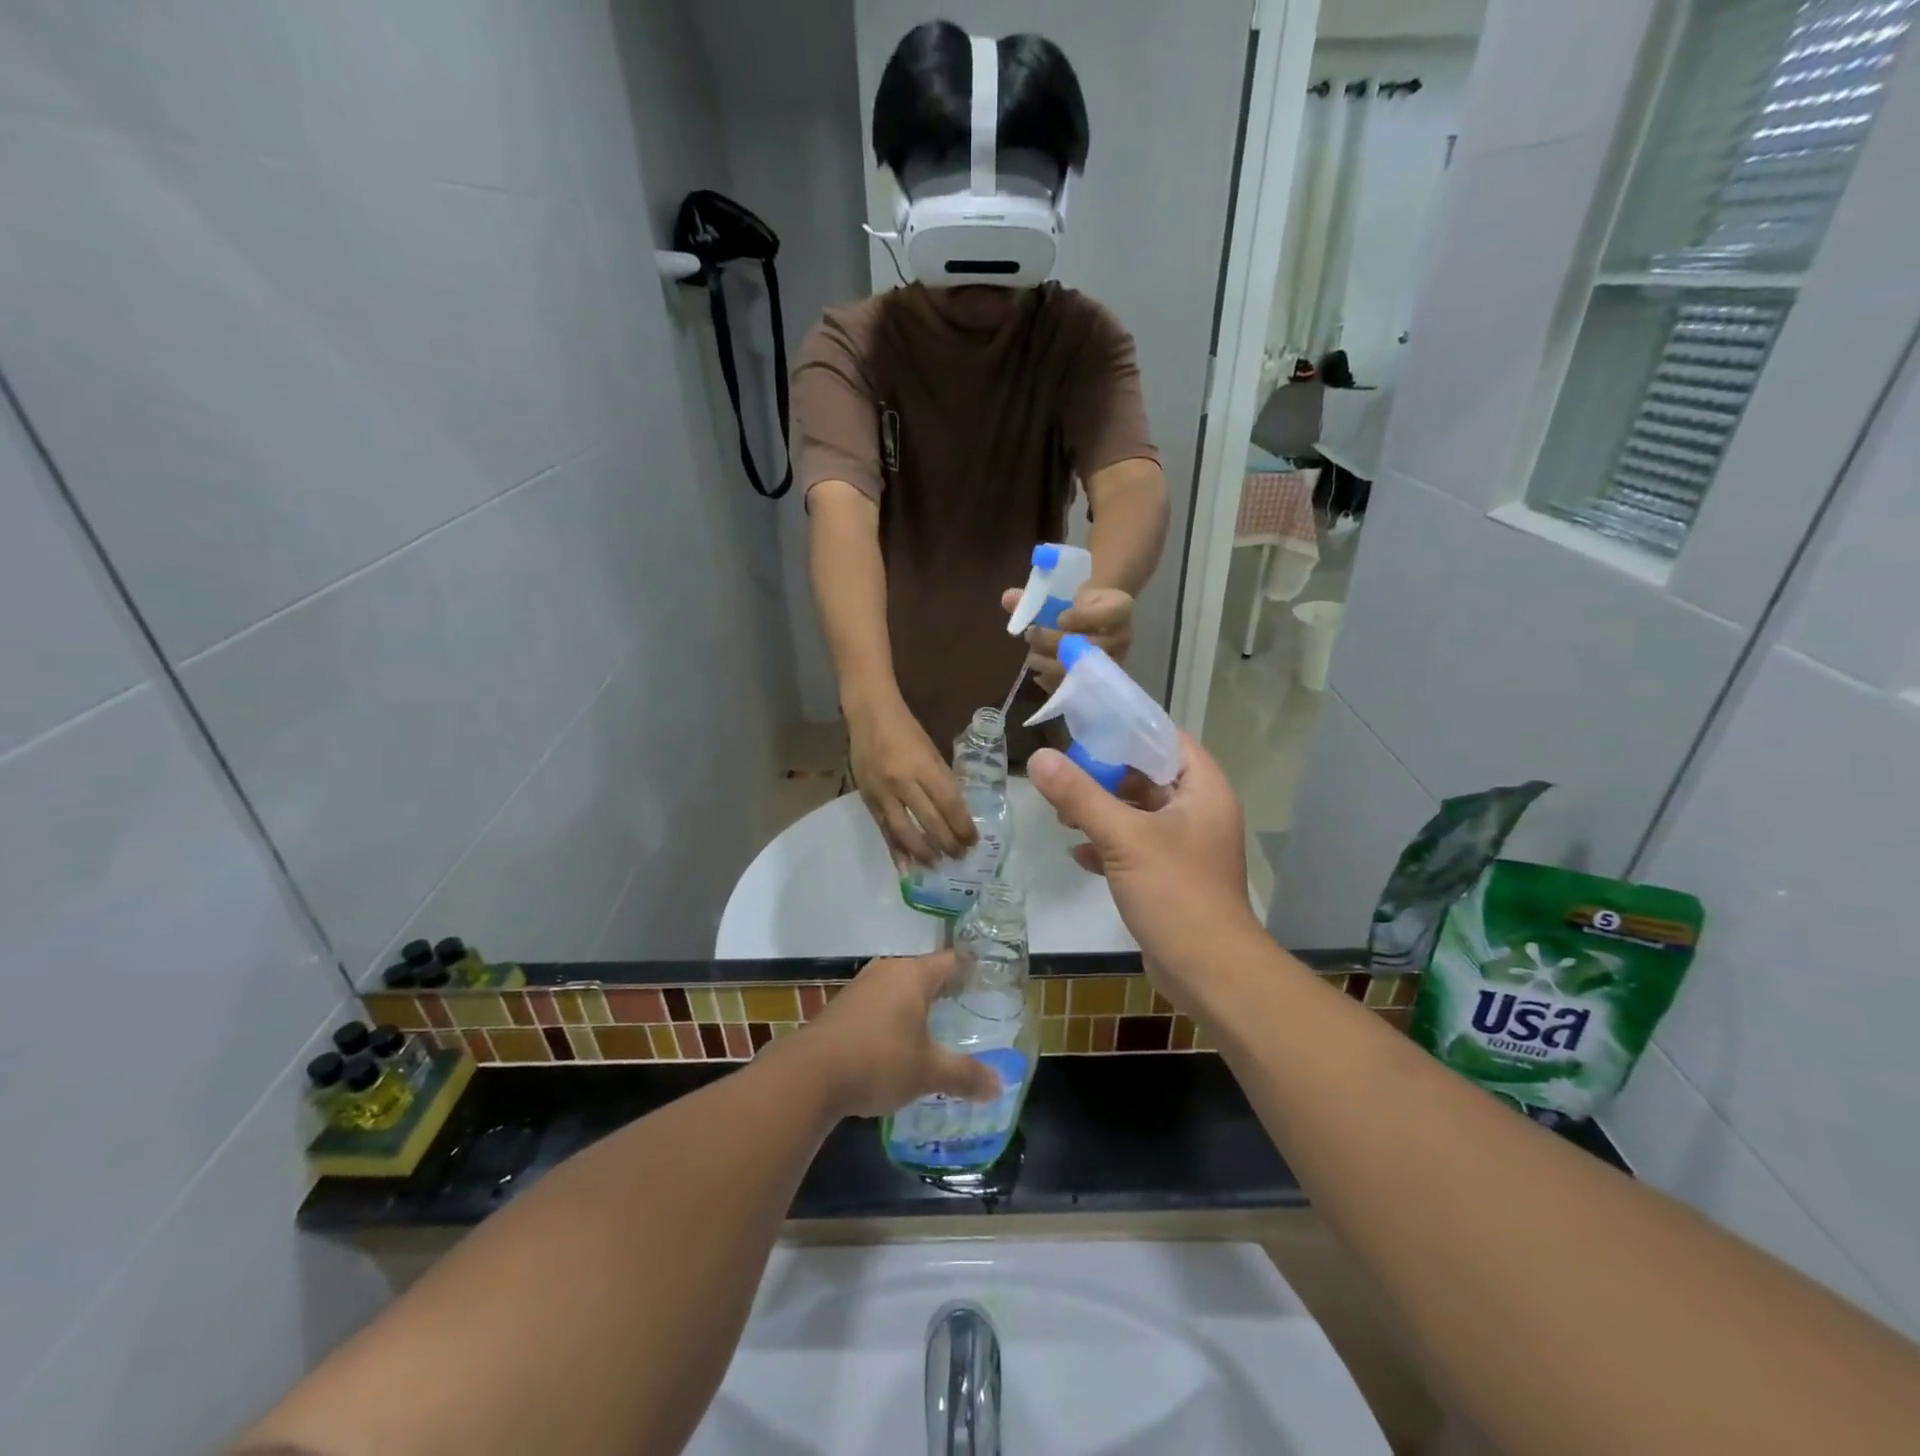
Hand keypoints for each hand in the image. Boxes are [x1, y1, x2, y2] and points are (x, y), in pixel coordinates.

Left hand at [788, 953, 1001, 1116]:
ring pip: (899, 990)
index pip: (952, 962)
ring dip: (915, 1008)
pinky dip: (892, 1020)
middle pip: (925, 974)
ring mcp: (860, 987)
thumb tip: (998, 1086)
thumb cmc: (878, 1061)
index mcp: (913, 974)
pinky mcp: (842, 1008)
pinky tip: (897, 1046)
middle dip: (945, 993)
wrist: (809, 1075)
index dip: (973, 973)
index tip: (990, 987)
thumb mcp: (928, 1072)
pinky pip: (878, 1006)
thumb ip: (964, 1075)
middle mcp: (887, 971)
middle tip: (969, 1014)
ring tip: (936, 1032)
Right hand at [848, 696, 975, 865]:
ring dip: (923, 852)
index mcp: (924, 766)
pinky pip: (885, 831)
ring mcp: (883, 793)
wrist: (869, 715)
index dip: (962, 826)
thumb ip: (941, 780)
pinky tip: (906, 867)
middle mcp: (903, 782)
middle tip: (960, 857)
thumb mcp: (931, 750)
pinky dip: (896, 850)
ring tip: (937, 865)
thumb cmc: (906, 730)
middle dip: (947, 843)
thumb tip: (956, 811)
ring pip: (905, 832)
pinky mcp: (868, 800)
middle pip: (929, 821)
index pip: (949, 803)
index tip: (974, 841)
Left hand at [999, 585, 1134, 689]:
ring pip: (1079, 668)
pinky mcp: (1097, 682)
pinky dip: (1051, 681)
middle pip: (1088, 645)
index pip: (1108, 613)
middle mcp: (1121, 638)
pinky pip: (1073, 687)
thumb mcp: (1063, 593)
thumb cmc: (1079, 605)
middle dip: (1053, 641)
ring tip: (1032, 654)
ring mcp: (1111, 663)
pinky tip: (1039, 674)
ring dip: (1048, 662)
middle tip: (1031, 634)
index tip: (1059, 617)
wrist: (1098, 621)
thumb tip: (1007, 598)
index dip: (1081, 617)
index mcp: (1119, 608)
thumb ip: (1035, 598)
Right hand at [1028, 732, 1260, 1000]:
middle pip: (1148, 776)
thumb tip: (1039, 757)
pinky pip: (1135, 848)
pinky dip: (1108, 846)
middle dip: (1105, 775)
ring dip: (1102, 811)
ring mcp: (1185, 847)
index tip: (1087, 726)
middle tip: (1065, 772)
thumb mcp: (1123, 838)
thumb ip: (1080, 795)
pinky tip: (1076, 852)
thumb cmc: (1175, 893)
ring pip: (1138, 814)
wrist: (1208, 973)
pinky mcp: (1170, 877)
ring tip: (1062, 813)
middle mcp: (1199, 813)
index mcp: (1204, 791)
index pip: (1167, 740)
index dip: (1129, 730)